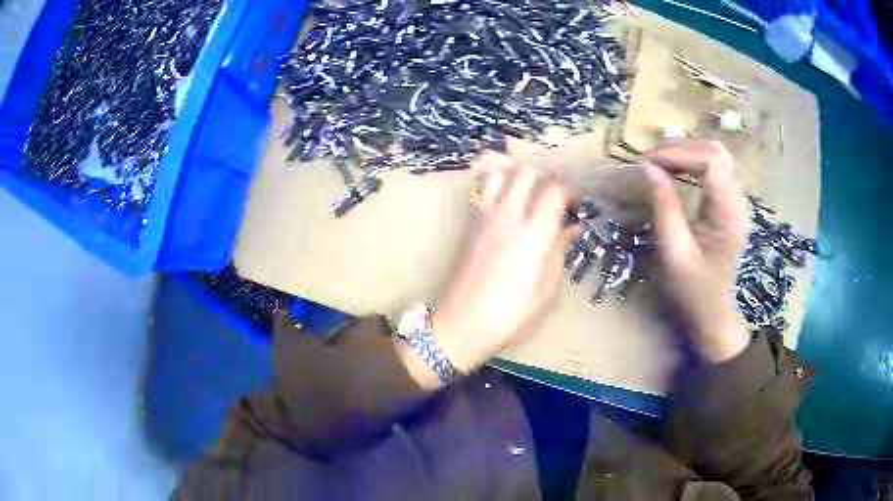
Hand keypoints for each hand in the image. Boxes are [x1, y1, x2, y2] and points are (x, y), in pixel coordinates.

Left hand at [432, 153, 577, 372]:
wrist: (461, 322)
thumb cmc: (510, 314)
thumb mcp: (546, 288)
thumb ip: (559, 250)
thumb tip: (572, 226)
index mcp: (533, 235)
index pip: (554, 190)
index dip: (569, 192)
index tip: (574, 206)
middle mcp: (508, 216)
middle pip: (527, 171)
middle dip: (546, 176)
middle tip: (553, 195)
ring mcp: (484, 216)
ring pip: (502, 172)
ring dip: (519, 175)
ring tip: (529, 193)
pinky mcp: (469, 223)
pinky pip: (485, 189)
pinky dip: (499, 184)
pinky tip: (508, 203)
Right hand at [642, 140, 751, 361]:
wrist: (715, 314)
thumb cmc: (694, 291)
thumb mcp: (674, 254)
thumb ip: (664, 208)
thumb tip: (648, 167)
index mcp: (729, 214)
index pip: (711, 160)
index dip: (678, 152)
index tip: (647, 162)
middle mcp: (738, 200)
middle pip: (715, 151)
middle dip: (680, 148)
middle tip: (650, 161)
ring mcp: (736, 200)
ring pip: (716, 155)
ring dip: (686, 152)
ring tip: (659, 164)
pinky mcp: (730, 203)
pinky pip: (714, 168)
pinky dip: (691, 162)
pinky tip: (674, 171)